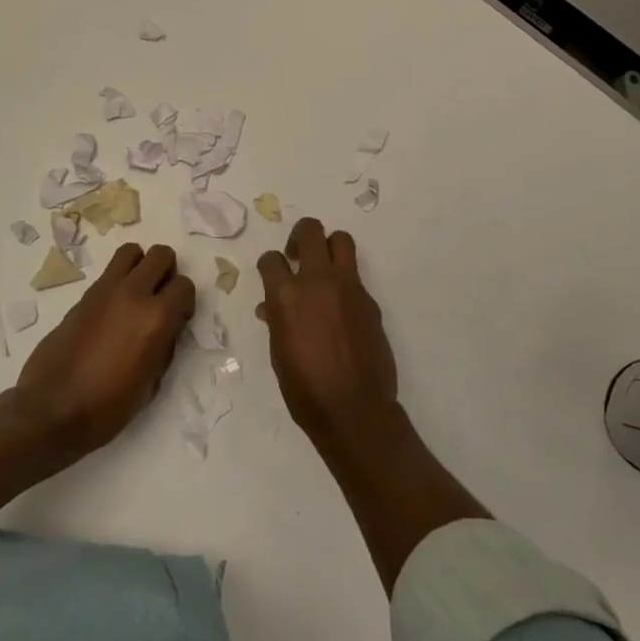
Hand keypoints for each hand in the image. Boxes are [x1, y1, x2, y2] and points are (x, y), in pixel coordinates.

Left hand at [15, 243, 194, 458]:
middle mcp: (134, 294)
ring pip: (132, 251)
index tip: (178, 319)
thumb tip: (167, 328)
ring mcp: (105, 290)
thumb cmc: (107, 408)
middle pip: (162, 255)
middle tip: (159, 299)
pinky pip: (109, 272)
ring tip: (136, 294)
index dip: (184, 302)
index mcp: (157, 318)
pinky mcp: (83, 296)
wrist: (51, 411)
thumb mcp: (151, 384)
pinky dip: (118, 281)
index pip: (185, 286)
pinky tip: (112, 311)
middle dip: (166, 273)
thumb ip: (165, 346)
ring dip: (140, 267)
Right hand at [256, 218, 399, 447]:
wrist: (354, 410)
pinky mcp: (370, 299)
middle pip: (310, 230)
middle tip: (297, 257)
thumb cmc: (305, 389)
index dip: (270, 265)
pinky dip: (344, 282)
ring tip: (323, 269)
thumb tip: (272, 308)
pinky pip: (355, 276)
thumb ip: (277, 320)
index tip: (272, 275)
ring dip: (329, 247)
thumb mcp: (279, 354)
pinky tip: (341, 309)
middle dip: (300, 237)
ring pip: (341, 240)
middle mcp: (318, 280)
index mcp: (287, 295)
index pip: (271, 259)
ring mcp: (348, 287)